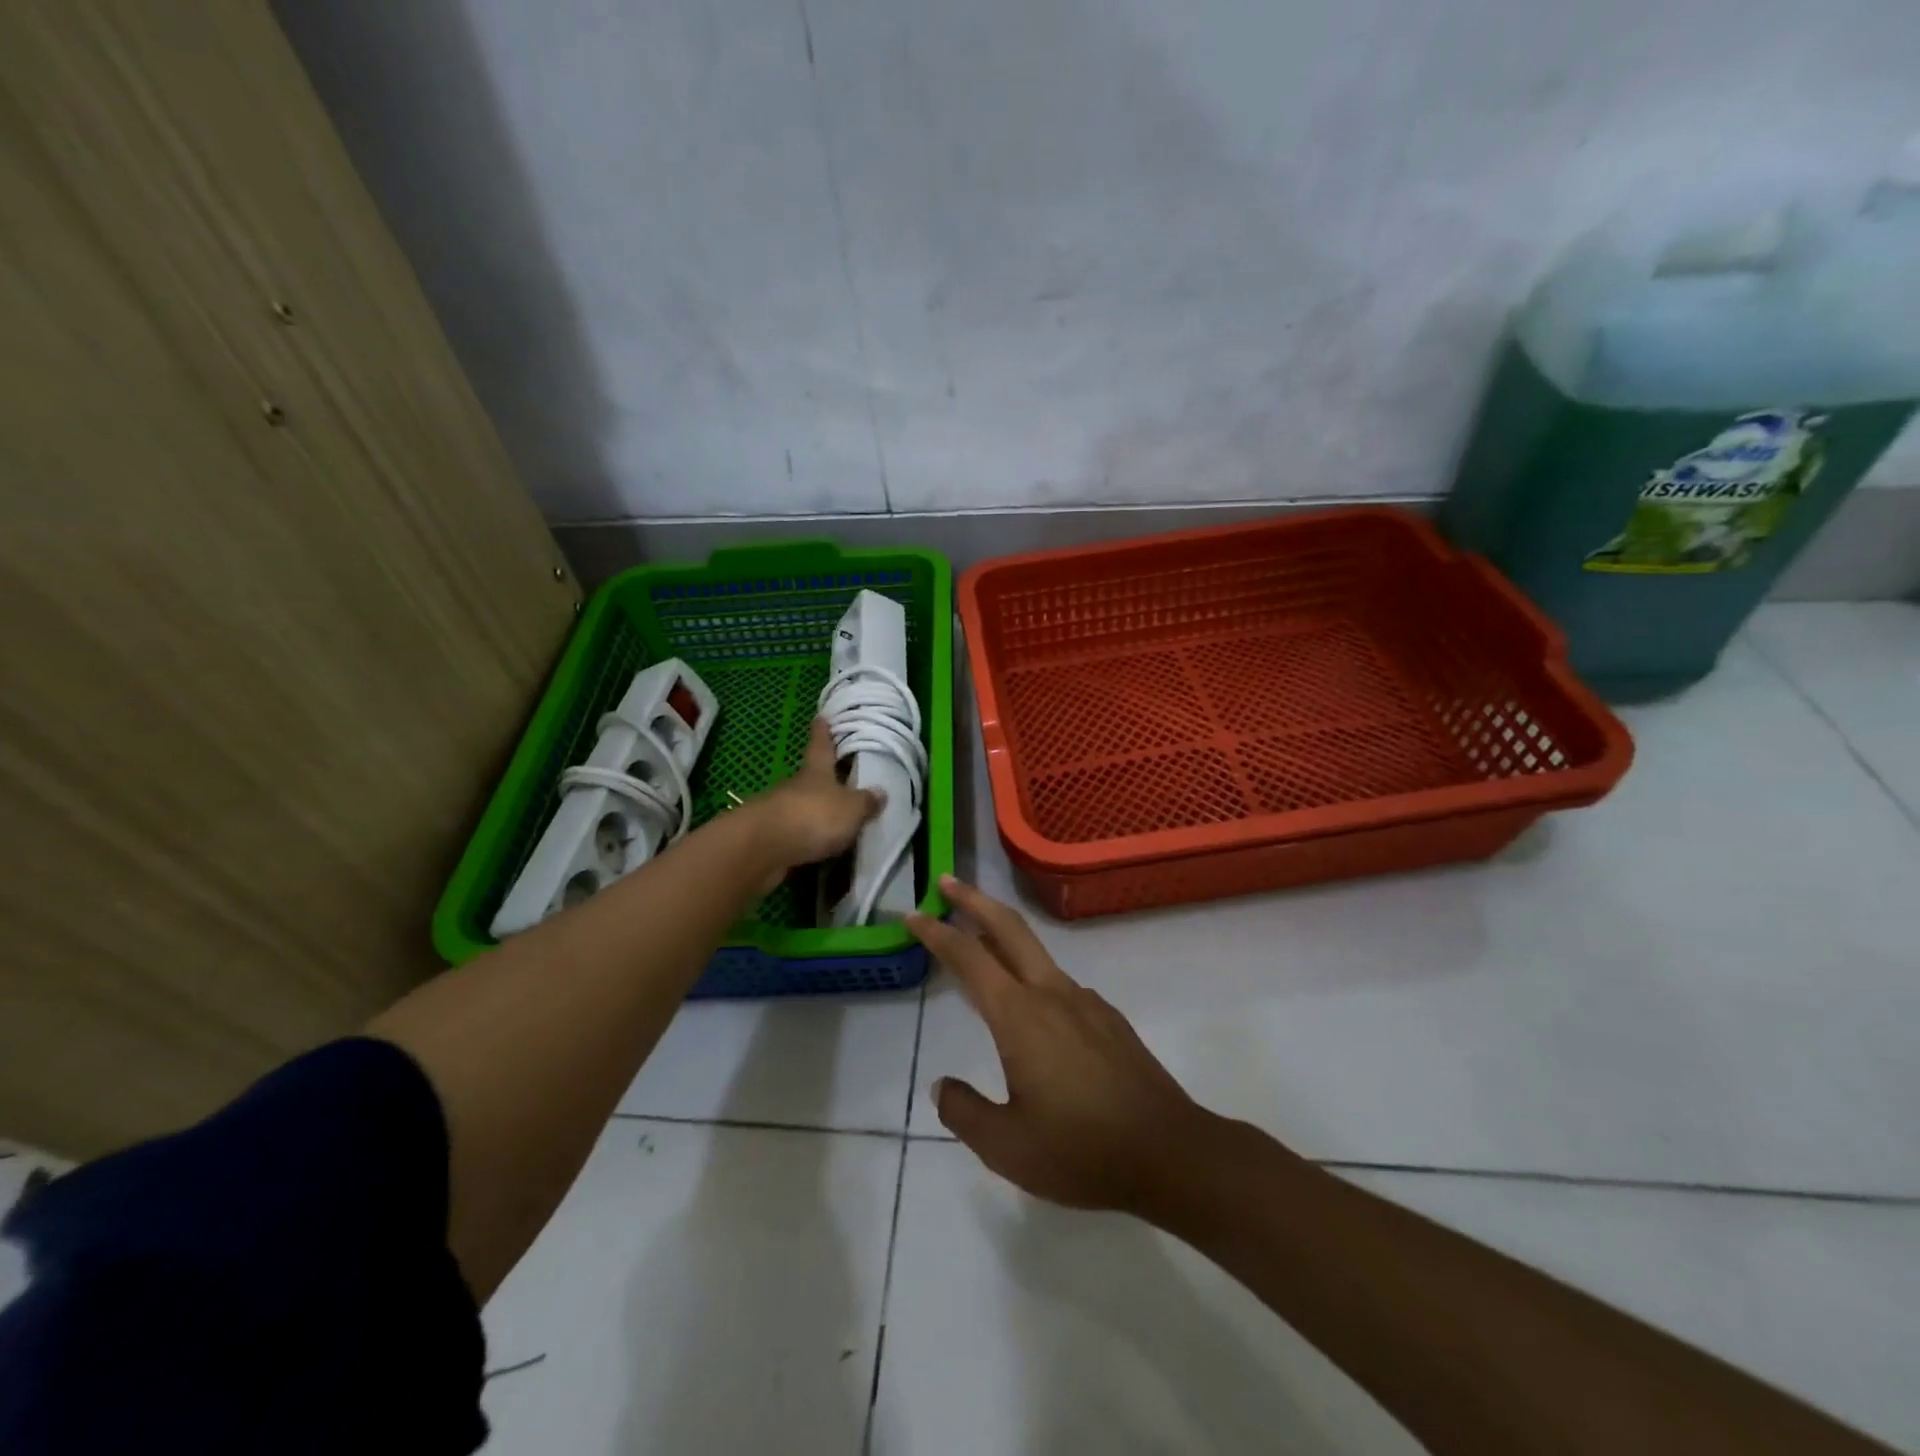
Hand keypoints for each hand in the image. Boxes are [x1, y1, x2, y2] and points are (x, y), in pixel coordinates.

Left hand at [752, 717, 882, 878]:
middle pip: (812, 776)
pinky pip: (797, 833)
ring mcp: (781, 811)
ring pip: (803, 805)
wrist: (763, 849)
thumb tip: (881, 792)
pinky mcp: (772, 838)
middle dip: (825, 777)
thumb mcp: (851, 809)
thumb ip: (866, 802)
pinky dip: (809, 837)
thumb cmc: (813, 816)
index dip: (822, 732)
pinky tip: (821, 846)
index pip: (820, 744)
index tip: (821, 717)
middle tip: (843, 777)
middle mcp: (797, 786)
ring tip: (838, 819)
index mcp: (816, 771)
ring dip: (817, 810)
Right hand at [907, 877, 1211, 1213]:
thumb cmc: (1081, 1151)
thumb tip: (942, 1086)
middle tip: (947, 881)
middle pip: (1009, 928)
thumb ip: (965, 1111)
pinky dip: (1033, 977)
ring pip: (1036, 954)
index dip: (937, 932)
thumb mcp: (1007, 1146)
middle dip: (974, 900)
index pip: (969, 958)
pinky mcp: (1109, 1019)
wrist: (1171, 1154)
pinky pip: (1061, 985)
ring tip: (981, 948)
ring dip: (1003, 938)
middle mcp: (1052, 994)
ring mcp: (1086, 1002)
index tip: (913, 913)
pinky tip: (1032, 1012)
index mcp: (1020, 1016)